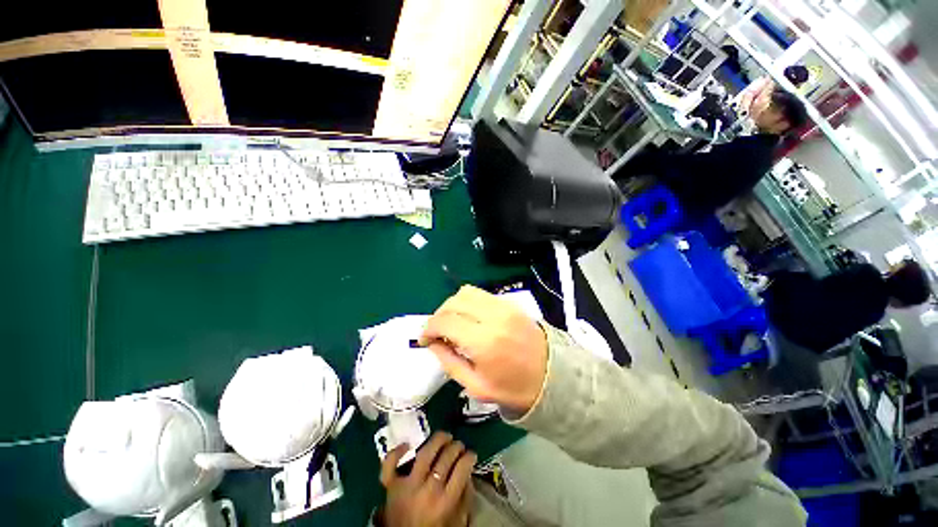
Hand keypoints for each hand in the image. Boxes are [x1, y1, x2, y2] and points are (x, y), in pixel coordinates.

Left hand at [379, 432, 475, 526]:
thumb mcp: (457, 521)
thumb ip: (464, 497)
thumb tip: (468, 472)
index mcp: (445, 502)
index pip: (462, 469)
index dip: (470, 457)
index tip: (471, 454)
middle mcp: (427, 490)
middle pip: (445, 458)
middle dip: (457, 446)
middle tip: (460, 445)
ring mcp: (407, 486)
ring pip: (424, 454)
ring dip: (437, 440)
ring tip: (445, 437)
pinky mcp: (390, 486)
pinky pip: (390, 465)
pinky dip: (396, 452)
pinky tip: (407, 444)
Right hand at [419, 285, 547, 413]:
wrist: (553, 376)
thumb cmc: (513, 388)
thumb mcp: (475, 387)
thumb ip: (449, 362)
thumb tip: (433, 343)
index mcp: (483, 341)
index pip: (445, 321)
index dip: (428, 328)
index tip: (424, 339)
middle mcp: (493, 317)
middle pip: (453, 302)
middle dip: (438, 315)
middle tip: (437, 333)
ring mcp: (504, 306)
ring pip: (466, 292)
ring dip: (452, 305)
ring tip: (452, 323)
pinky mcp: (510, 303)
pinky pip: (481, 294)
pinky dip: (468, 303)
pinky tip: (469, 318)